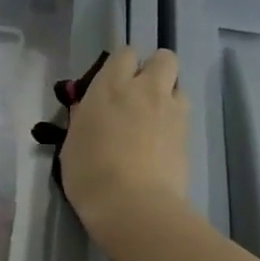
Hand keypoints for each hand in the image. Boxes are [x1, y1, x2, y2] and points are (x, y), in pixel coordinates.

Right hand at [60, 45, 189, 240]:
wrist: (133, 206)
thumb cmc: (90, 175)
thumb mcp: (72, 144)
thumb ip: (84, 118)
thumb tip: (89, 109)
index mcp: (110, 87)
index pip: (124, 54)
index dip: (122, 67)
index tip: (113, 85)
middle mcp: (145, 90)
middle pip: (164, 58)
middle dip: (155, 70)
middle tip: (140, 96)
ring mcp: (171, 111)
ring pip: (179, 86)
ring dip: (168, 96)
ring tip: (154, 121)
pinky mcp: (188, 135)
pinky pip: (183, 116)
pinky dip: (175, 123)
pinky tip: (162, 145)